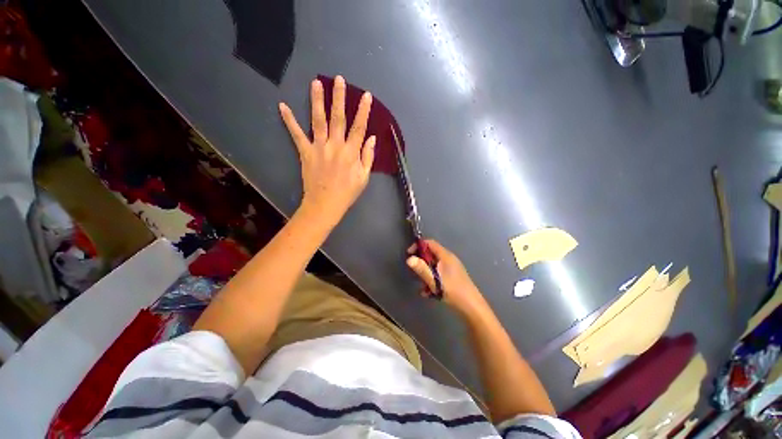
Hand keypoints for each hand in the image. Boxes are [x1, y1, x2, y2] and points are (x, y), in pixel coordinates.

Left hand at [279, 76, 375, 225]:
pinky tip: (282, 106)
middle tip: (339, 79)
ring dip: (317, 101)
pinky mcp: (305, 152)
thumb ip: (368, 157)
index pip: (359, 128)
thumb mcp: (364, 177)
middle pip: (338, 118)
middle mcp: (335, 145)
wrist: (325, 204)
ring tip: (316, 83)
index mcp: (351, 152)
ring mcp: (319, 148)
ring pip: (318, 120)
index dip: (364, 111)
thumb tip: (372, 138)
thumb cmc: (347, 192)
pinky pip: (296, 135)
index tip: (367, 96)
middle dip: (339, 97)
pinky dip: (289, 121)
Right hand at [407, 239, 487, 316]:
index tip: (409, 254)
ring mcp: (452, 268)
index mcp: (445, 256)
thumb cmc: (452, 290)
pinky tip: (429, 293)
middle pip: (431, 254)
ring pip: (434, 266)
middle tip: (414, 272)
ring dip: (426, 274)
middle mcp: (449, 259)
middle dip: (421, 262)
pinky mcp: (453, 277)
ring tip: (422, 286)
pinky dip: (432, 280)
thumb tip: (409, 259)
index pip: (430, 243)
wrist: (471, 306)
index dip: (418, 246)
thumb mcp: (434, 280)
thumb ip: (421, 269)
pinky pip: (439, 274)